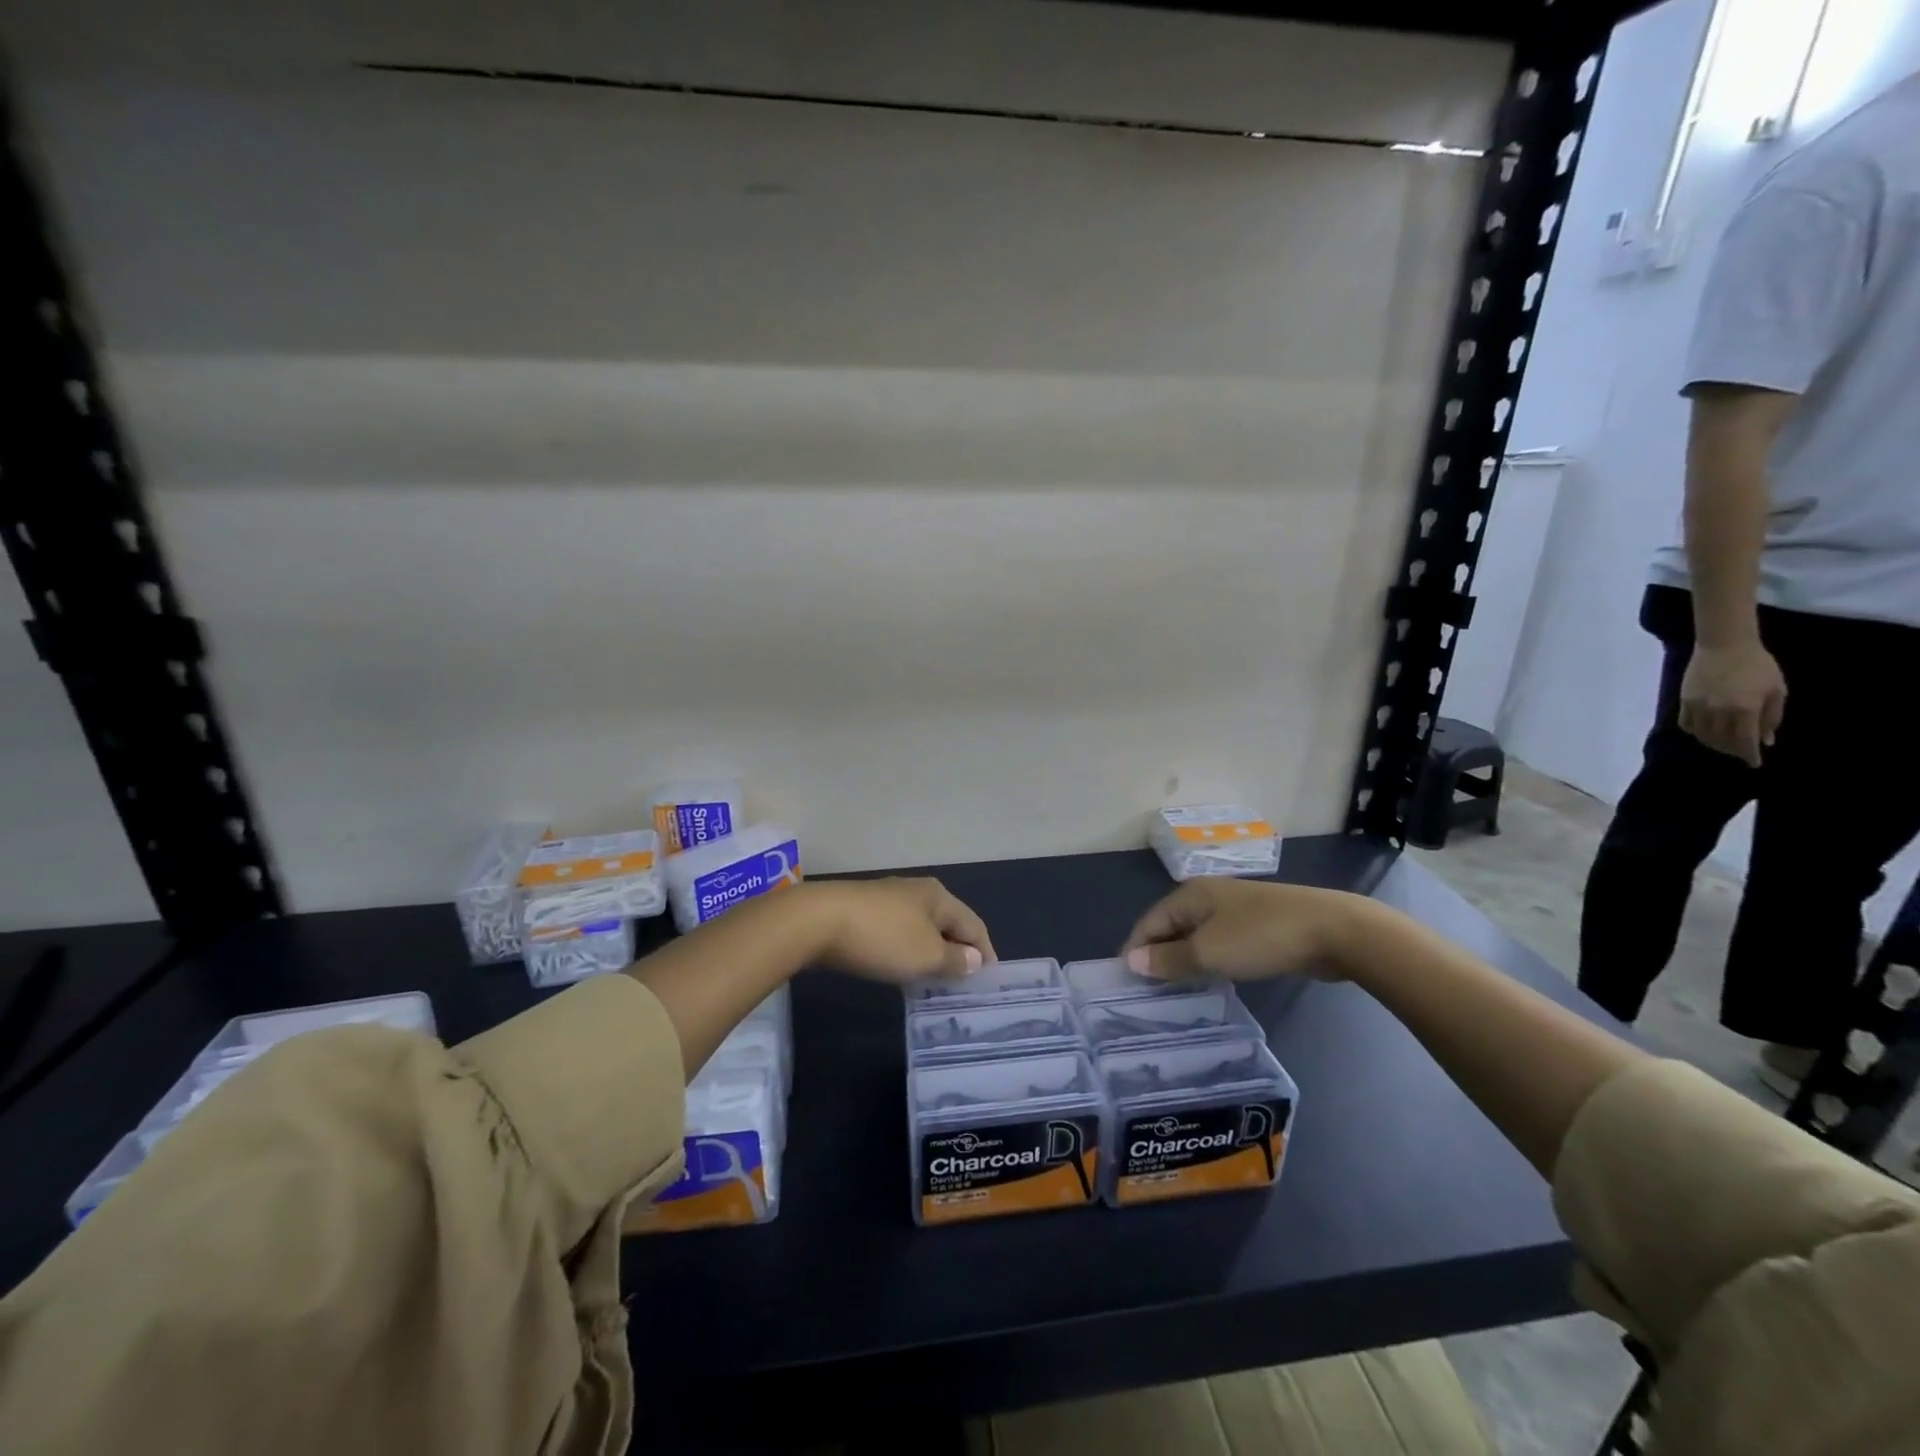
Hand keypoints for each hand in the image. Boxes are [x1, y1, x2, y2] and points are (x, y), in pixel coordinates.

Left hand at [804, 878, 996, 984]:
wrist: (817, 921)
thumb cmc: (882, 938)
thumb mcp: (926, 956)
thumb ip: (954, 959)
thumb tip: (975, 958)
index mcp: (939, 896)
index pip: (974, 925)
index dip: (986, 952)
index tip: (990, 980)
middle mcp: (916, 890)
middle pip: (948, 923)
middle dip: (958, 950)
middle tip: (964, 983)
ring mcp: (888, 898)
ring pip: (922, 927)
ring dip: (931, 951)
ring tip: (934, 980)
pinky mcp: (863, 910)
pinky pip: (898, 931)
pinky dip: (907, 949)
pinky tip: (901, 966)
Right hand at [1121, 879, 1368, 982]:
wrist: (1332, 931)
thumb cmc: (1261, 938)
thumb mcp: (1208, 952)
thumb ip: (1168, 959)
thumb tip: (1131, 961)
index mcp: (1190, 895)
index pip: (1149, 922)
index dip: (1135, 950)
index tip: (1126, 984)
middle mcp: (1207, 896)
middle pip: (1170, 927)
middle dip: (1158, 956)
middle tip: (1150, 993)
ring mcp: (1235, 909)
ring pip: (1197, 936)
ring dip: (1185, 960)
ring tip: (1177, 991)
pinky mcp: (1258, 925)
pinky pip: (1220, 942)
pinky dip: (1210, 960)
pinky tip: (1213, 980)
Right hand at [1679, 640, 1785, 766]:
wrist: (1725, 645)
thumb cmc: (1758, 665)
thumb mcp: (1776, 690)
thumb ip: (1772, 716)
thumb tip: (1766, 739)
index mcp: (1746, 708)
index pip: (1746, 740)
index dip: (1749, 754)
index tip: (1754, 764)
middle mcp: (1720, 711)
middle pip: (1722, 740)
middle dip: (1732, 750)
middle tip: (1740, 752)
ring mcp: (1699, 706)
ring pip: (1702, 735)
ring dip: (1713, 743)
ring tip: (1722, 744)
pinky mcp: (1684, 701)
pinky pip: (1687, 723)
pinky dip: (1695, 731)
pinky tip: (1703, 731)